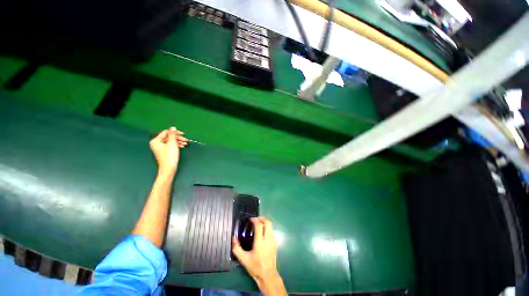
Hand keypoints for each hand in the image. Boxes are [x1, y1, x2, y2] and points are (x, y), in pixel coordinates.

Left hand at [149, 127, 187, 175]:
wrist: (169, 168)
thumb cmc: (169, 156)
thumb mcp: (172, 144)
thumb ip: (172, 134)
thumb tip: (173, 127)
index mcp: (156, 141)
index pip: (166, 132)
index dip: (175, 132)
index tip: (183, 134)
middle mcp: (156, 143)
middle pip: (168, 137)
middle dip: (178, 138)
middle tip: (185, 140)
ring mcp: (160, 148)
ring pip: (170, 141)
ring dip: (178, 141)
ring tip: (185, 143)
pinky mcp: (164, 151)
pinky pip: (170, 145)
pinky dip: (176, 145)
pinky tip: (182, 146)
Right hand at [233, 217, 285, 294]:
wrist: (268, 275)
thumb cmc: (255, 267)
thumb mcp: (243, 259)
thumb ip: (237, 248)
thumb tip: (233, 238)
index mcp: (260, 242)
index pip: (259, 225)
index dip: (254, 220)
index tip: (250, 219)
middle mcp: (268, 239)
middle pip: (267, 222)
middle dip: (262, 218)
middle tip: (256, 219)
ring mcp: (273, 241)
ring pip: (271, 226)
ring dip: (265, 222)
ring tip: (259, 224)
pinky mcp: (275, 243)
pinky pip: (272, 231)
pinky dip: (268, 228)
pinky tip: (263, 232)